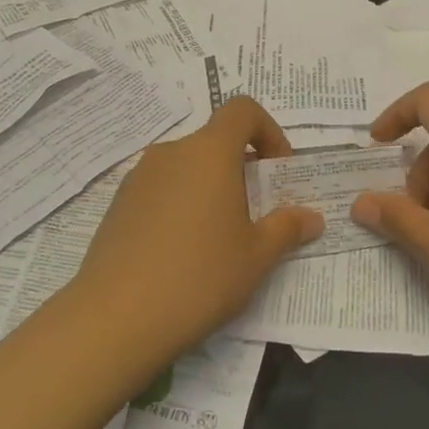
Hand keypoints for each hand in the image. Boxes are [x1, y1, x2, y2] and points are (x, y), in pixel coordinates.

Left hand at [70, 97, 322, 358]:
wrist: (116, 318)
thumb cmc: (200, 277)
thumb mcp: (257, 257)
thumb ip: (286, 228)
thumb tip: (311, 217)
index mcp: (209, 152)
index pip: (242, 110)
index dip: (268, 131)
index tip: (277, 172)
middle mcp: (171, 152)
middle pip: (214, 142)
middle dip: (241, 169)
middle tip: (255, 215)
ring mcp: (139, 177)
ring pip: (186, 167)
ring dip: (210, 188)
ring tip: (219, 239)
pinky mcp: (119, 204)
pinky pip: (161, 189)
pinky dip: (180, 205)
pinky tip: (181, 253)